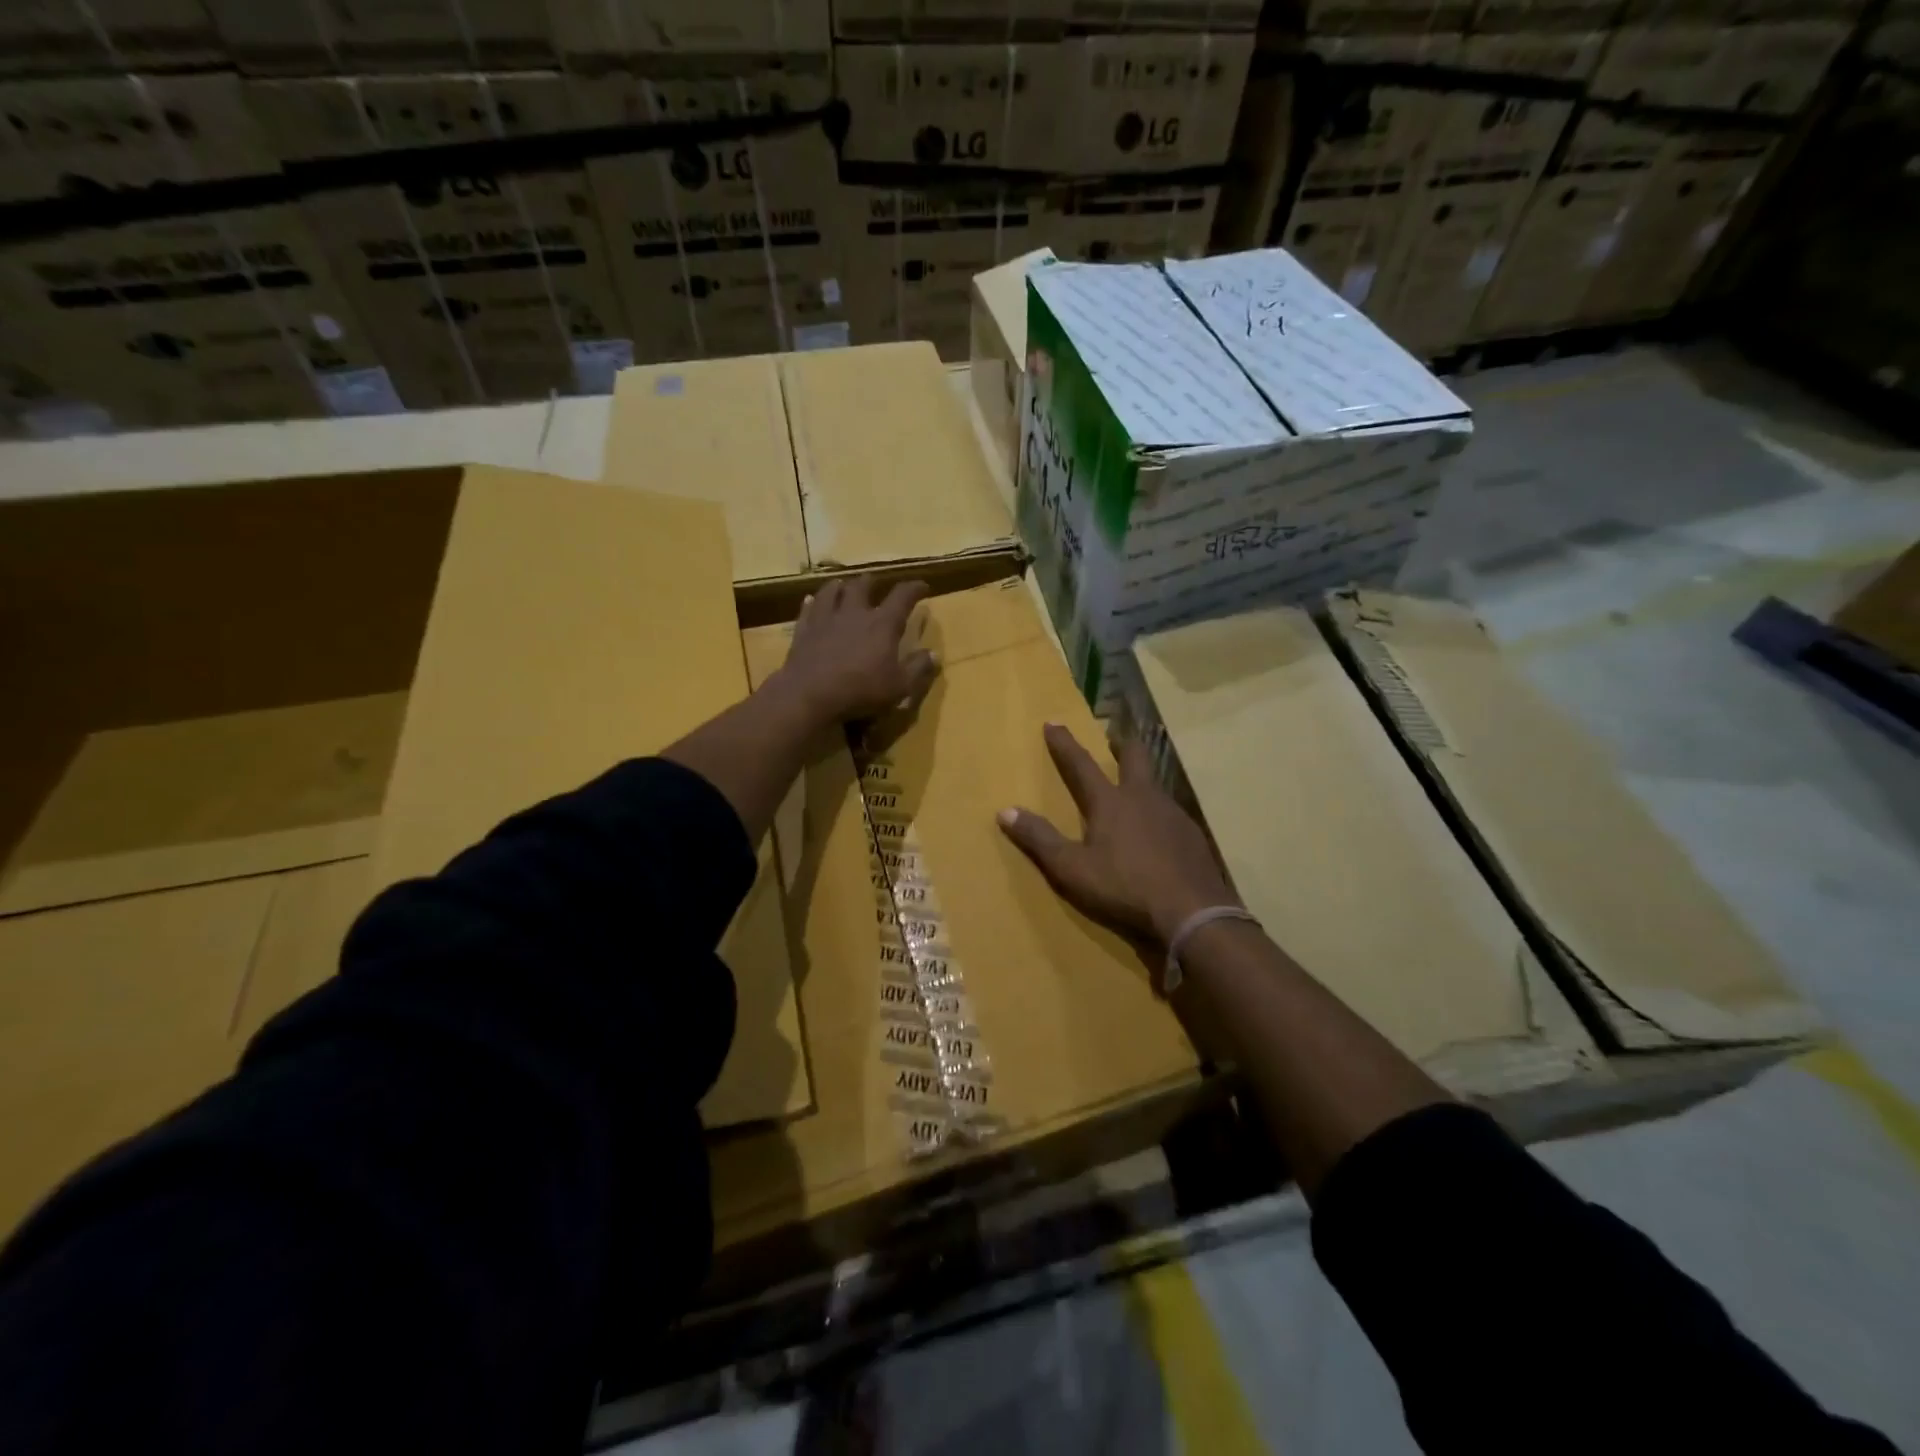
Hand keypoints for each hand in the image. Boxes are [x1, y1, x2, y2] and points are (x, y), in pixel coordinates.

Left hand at [776, 576, 938, 724]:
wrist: (809, 694)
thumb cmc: (860, 690)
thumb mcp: (899, 686)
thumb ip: (918, 669)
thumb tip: (933, 654)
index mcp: (882, 624)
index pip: (902, 597)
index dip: (914, 588)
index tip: (922, 586)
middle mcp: (854, 613)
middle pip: (863, 586)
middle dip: (872, 582)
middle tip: (875, 581)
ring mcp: (826, 619)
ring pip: (832, 591)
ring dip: (840, 586)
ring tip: (842, 585)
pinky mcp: (804, 630)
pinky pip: (808, 609)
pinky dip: (812, 603)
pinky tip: (811, 601)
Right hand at [998, 724, 1239, 943]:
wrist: (1192, 911)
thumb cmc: (1124, 886)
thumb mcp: (1072, 868)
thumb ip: (1040, 839)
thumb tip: (1005, 811)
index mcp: (1110, 802)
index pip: (1080, 765)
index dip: (1064, 744)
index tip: (1053, 722)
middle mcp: (1143, 798)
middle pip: (1134, 758)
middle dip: (1122, 744)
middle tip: (1115, 737)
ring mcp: (1173, 814)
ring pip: (1156, 785)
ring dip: (1143, 780)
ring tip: (1135, 789)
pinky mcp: (1192, 836)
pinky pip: (1172, 814)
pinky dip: (1160, 814)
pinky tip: (1159, 832)